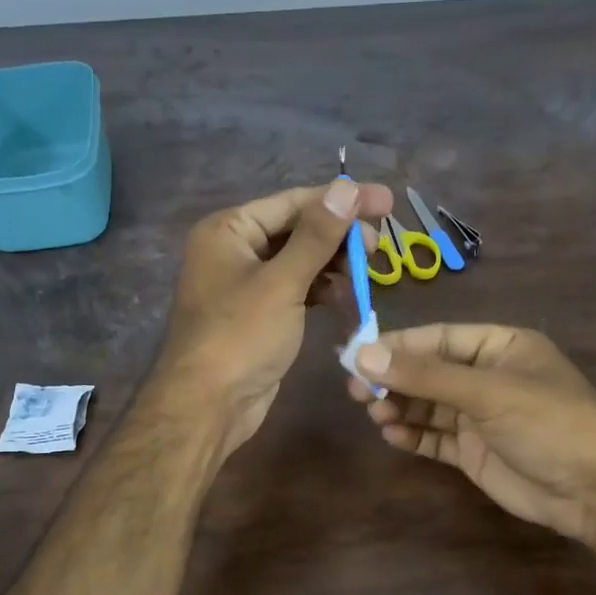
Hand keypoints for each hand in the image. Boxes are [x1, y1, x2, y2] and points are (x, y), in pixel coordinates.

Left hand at [156, 181, 392, 458]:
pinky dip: (321, 290)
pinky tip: (346, 296)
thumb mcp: (282, 282)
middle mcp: (234, 250)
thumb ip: (317, 235)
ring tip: (366, 273)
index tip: (387, 201)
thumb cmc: (241, 337)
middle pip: (297, 229)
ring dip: (333, 265)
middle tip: (377, 247)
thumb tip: (347, 188)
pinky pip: (295, 289)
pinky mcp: (259, 315)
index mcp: (229, 230)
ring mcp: (245, 284)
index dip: (341, 200)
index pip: (293, 202)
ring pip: (299, 261)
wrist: (208, 406)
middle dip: (339, 236)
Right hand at [345, 324, 595, 541]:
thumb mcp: (487, 392)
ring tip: (374, 413)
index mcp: (500, 347)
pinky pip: (434, 437)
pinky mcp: (473, 451)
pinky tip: (392, 434)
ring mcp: (480, 416)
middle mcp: (487, 377)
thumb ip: (426, 375)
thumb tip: (364, 355)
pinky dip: (412, 435)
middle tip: (354, 390)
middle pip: (428, 371)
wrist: (594, 490)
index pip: (438, 338)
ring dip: (399, 407)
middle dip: (393, 380)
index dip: (397, 345)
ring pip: (427, 405)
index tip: (355, 353)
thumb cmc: (548, 423)